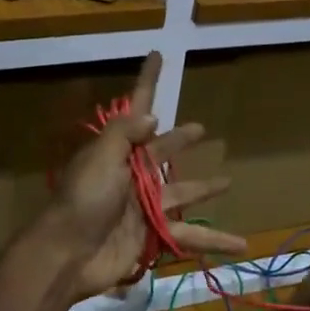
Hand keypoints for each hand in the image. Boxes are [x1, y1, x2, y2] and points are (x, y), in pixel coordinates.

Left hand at [38, 52, 248, 300]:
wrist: (69, 255)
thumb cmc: (85, 200)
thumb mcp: (101, 157)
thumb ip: (125, 133)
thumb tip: (153, 117)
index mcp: (117, 150)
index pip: (137, 108)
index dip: (148, 81)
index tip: (157, 55)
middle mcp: (131, 174)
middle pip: (162, 152)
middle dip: (179, 140)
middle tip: (201, 130)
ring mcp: (143, 206)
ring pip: (181, 192)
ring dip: (203, 189)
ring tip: (227, 182)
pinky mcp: (153, 235)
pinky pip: (189, 235)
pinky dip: (213, 241)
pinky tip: (240, 243)